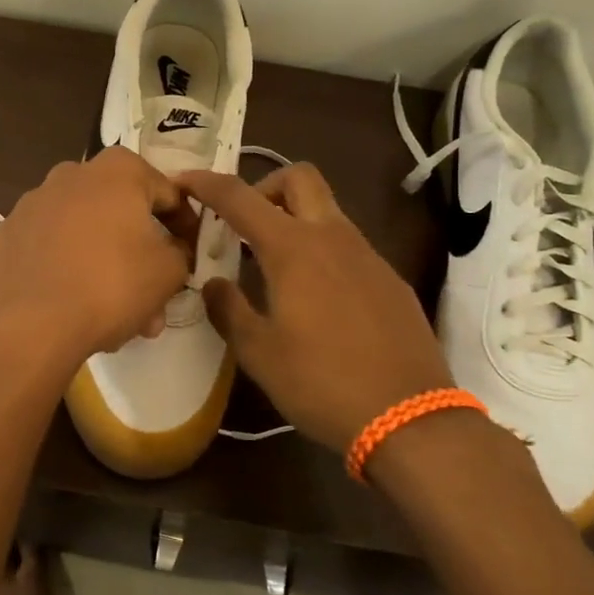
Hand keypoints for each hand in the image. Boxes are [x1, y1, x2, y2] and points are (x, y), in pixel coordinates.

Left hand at [0, 147, 195, 368]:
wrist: (29, 325)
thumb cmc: (110, 285)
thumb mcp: (169, 272)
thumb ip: (181, 252)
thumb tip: (173, 249)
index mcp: (117, 170)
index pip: (167, 193)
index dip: (184, 226)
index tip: (188, 257)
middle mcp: (72, 174)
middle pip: (120, 212)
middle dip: (140, 252)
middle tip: (153, 295)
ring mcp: (33, 203)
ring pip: (84, 231)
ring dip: (104, 263)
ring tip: (116, 313)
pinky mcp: (7, 234)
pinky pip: (50, 247)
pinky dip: (66, 266)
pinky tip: (73, 303)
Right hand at [176, 163, 451, 454]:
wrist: (409, 418)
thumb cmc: (321, 382)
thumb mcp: (259, 352)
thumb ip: (229, 309)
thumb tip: (214, 284)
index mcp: (293, 248)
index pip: (240, 197)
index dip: (207, 183)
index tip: (184, 181)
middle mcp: (332, 237)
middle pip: (299, 177)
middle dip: (265, 186)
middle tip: (246, 224)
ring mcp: (368, 255)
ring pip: (328, 210)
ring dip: (296, 220)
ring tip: (276, 267)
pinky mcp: (390, 279)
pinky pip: (349, 246)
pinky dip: (323, 252)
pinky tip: (318, 300)